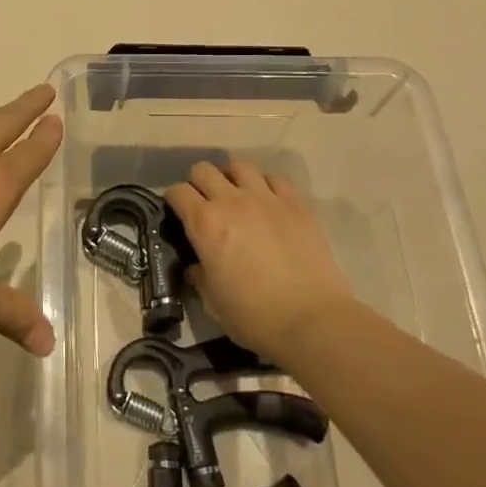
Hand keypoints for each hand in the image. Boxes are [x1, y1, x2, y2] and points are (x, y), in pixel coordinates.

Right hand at [165, 161, 357, 364]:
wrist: (312, 320)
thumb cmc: (255, 317)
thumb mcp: (212, 302)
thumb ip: (199, 276)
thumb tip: (197, 265)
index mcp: (205, 224)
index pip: (177, 192)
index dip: (173, 200)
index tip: (177, 213)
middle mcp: (231, 202)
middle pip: (204, 170)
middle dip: (198, 183)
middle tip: (204, 204)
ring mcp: (266, 199)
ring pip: (239, 165)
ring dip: (231, 177)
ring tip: (235, 195)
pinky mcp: (296, 204)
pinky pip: (275, 178)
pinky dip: (265, 185)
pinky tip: (267, 202)